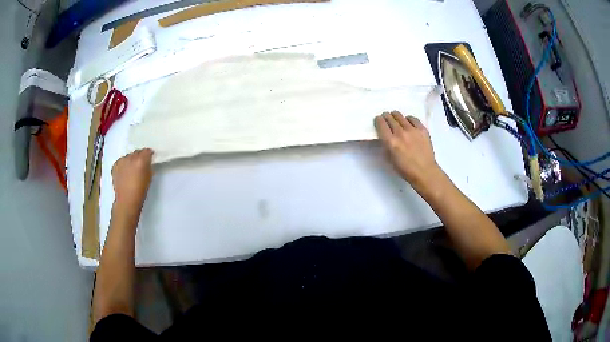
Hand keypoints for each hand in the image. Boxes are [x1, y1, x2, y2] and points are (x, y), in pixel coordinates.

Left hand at [111, 149, 153, 217]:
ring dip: (131, 160)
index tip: (150, 159)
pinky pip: (121, 161)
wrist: (126, 201)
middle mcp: (131, 157)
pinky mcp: (115, 165)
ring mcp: (121, 160)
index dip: (149, 154)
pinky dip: (123, 165)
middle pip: (137, 152)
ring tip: (131, 170)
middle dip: (139, 157)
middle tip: (140, 165)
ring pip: (128, 156)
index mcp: (141, 160)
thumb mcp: (149, 177)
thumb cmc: (141, 191)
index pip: (147, 151)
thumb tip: (148, 161)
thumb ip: (149, 166)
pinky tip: (124, 173)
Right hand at [374, 111, 443, 192]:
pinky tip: (408, 122)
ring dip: (396, 116)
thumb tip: (385, 136)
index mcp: (391, 142)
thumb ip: (386, 145)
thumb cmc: (406, 169)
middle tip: (386, 117)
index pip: (381, 124)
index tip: (379, 119)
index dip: (378, 120)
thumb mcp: (390, 159)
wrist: (425, 172)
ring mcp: (412, 130)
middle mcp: (400, 133)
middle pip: (390, 118)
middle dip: (386, 116)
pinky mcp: (422, 129)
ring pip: (400, 116)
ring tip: (396, 117)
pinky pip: (413, 119)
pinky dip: (408, 119)